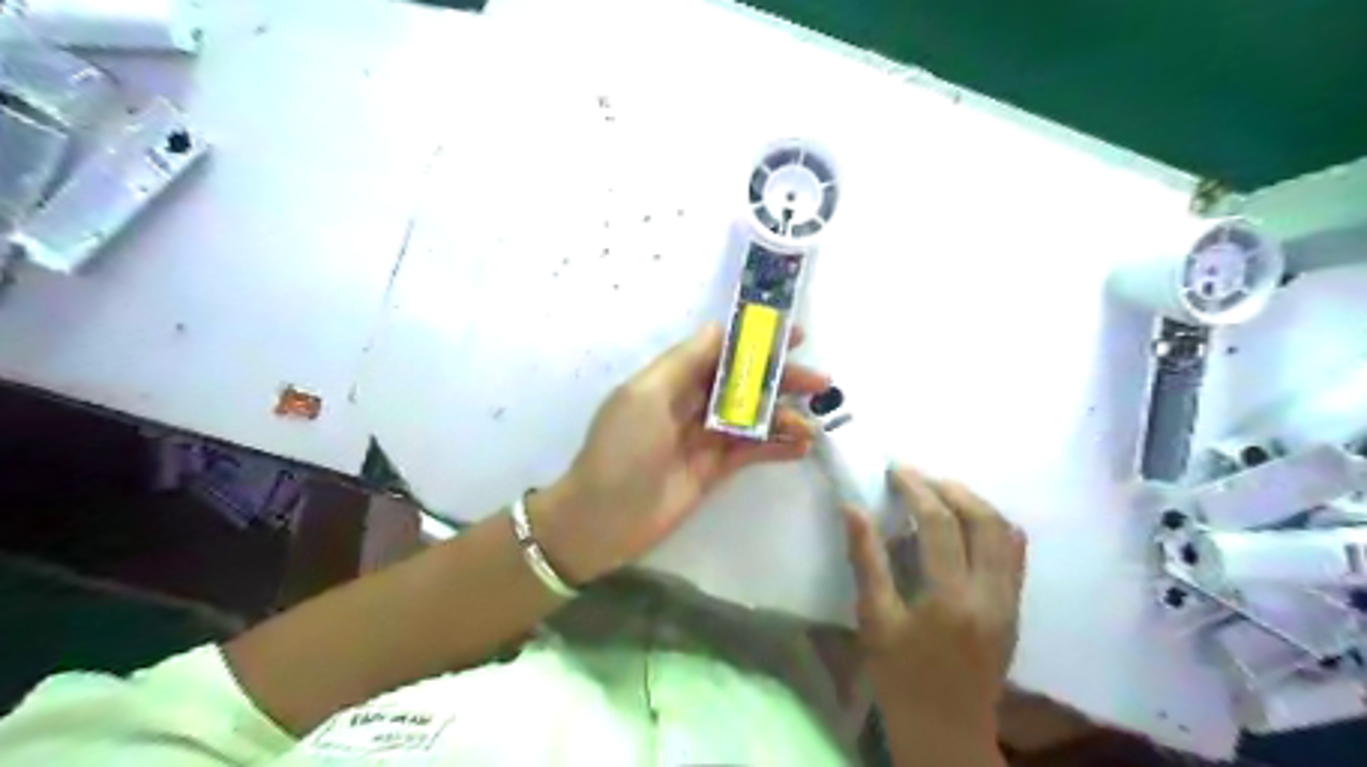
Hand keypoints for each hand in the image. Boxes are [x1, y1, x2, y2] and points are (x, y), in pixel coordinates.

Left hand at [528, 321, 827, 580]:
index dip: (757, 341)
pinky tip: (802, 446)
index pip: (722, 350)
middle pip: (744, 383)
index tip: (795, 336)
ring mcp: (705, 437)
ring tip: (812, 425)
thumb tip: (718, 327)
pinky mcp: (715, 470)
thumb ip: (685, 361)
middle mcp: (691, 403)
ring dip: (784, 416)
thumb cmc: (621, 449)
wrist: (603, 519)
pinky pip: (752, 451)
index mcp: (673, 379)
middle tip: (820, 382)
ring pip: (753, 417)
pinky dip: (777, 447)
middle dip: (781, 379)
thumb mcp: (646, 395)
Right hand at [845, 464, 1025, 763]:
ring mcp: (1009, 600)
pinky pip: (1014, 553)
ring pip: (1005, 532)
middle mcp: (990, 593)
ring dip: (974, 503)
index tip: (895, 470)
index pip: (940, 524)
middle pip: (984, 519)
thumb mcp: (875, 619)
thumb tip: (852, 508)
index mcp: (951, 598)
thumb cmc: (900, 677)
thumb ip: (866, 559)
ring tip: (941, 492)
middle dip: (950, 488)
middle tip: (918, 477)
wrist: (947, 731)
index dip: (917, 489)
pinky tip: (967, 523)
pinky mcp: (1015, 608)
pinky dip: (992, 526)